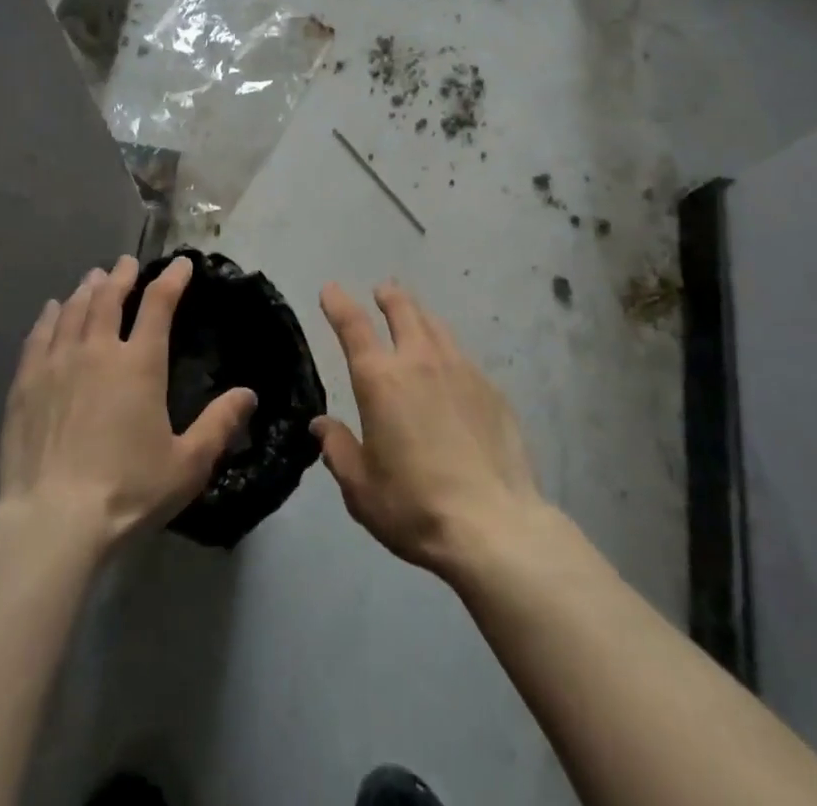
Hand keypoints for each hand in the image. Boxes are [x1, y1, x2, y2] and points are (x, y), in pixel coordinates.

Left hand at [0, 254, 256, 547]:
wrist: (53, 520)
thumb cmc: (128, 491)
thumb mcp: (188, 464)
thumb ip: (220, 425)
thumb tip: (249, 394)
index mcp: (140, 364)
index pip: (159, 304)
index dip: (172, 279)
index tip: (182, 265)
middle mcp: (98, 350)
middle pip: (110, 297)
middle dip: (122, 275)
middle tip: (127, 263)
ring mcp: (57, 363)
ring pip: (74, 310)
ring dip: (88, 289)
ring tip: (94, 278)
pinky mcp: (26, 383)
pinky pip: (39, 335)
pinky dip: (50, 315)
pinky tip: (53, 309)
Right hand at [313, 281, 546, 577]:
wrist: (494, 527)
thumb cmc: (414, 506)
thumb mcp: (360, 487)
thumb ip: (337, 449)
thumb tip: (322, 425)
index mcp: (380, 380)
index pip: (353, 326)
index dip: (339, 303)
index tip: (331, 288)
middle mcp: (420, 362)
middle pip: (403, 310)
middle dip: (389, 296)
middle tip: (382, 291)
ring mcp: (461, 371)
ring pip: (437, 326)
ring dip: (420, 316)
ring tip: (415, 317)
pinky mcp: (492, 390)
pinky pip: (463, 357)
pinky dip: (448, 351)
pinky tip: (451, 369)